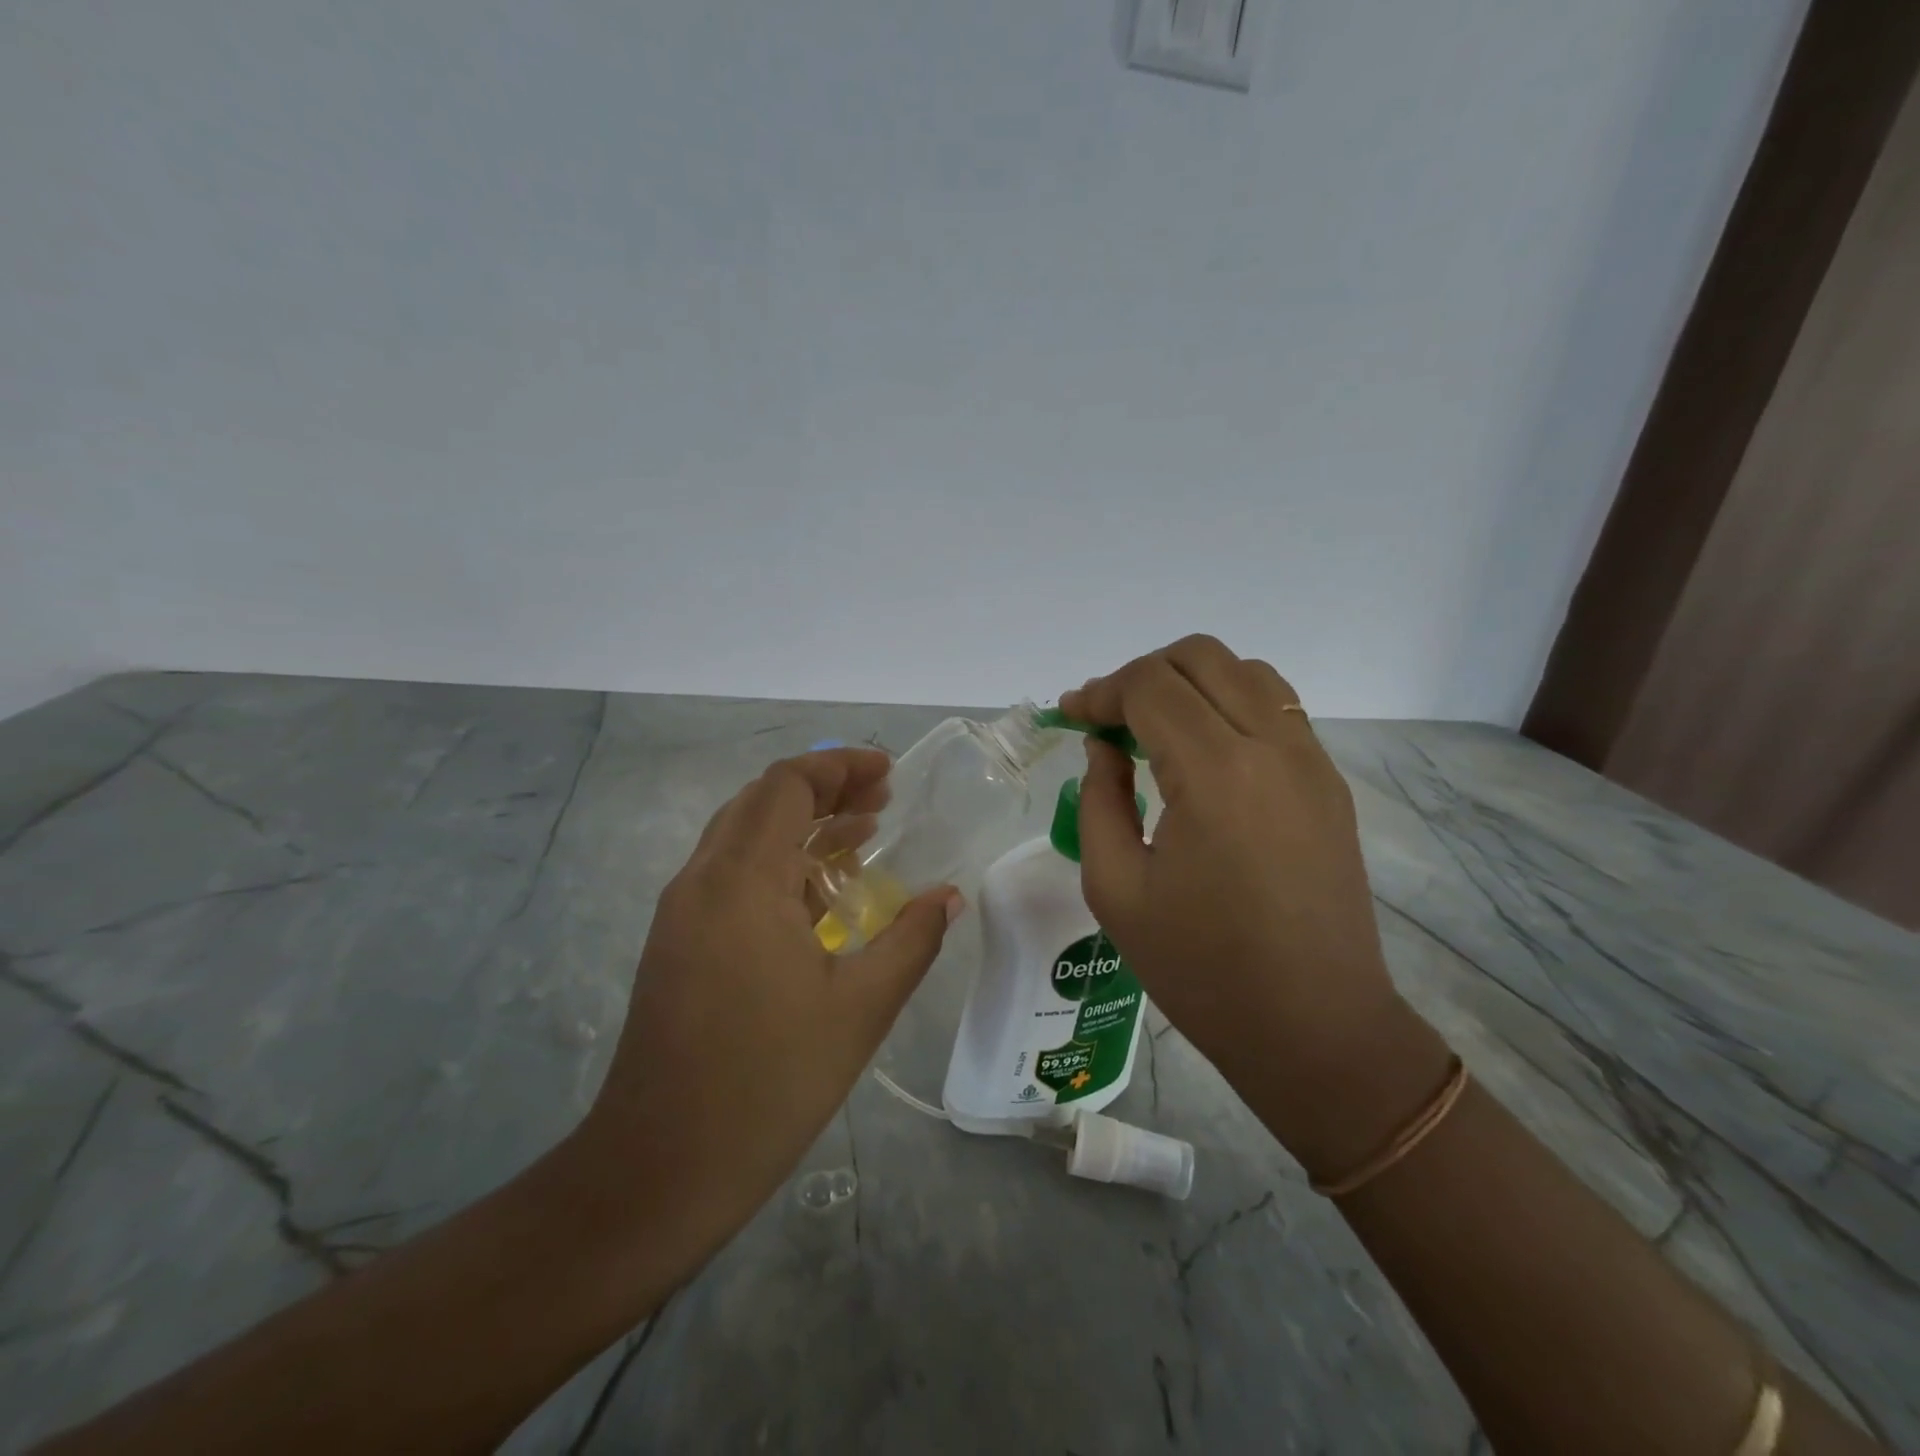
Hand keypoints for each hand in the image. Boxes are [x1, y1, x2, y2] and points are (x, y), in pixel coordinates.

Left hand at [575, 748, 957, 1276]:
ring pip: (743, 836)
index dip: (839, 765)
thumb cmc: (768, 1084)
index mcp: (742, 881)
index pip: (787, 785)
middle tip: (883, 803)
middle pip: (762, 801)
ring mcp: (681, 912)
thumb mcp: (860, 1009)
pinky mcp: (676, 943)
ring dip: (801, 826)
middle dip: (824, 790)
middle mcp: (702, 880)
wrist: (658, 1171)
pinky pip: (731, 875)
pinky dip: (779, 863)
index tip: (889, 773)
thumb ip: (911, 939)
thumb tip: (949, 895)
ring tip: (864, 837)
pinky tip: (820, 895)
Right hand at [1062, 636, 1450, 1177]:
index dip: (1101, 692)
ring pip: (1246, 672)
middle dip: (1141, 675)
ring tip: (1155, 729)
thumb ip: (1099, 800)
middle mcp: (1272, 747)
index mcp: (1215, 774)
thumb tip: (1105, 748)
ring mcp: (1311, 761)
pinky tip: (1202, 753)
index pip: (1150, 686)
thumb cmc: (1202, 970)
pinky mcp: (1330, 783)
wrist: (1315, 1028)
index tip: (1071, 717)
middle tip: (1108, 720)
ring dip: (1190, 682)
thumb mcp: (1116, 889)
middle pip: (1200, 657)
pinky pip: (1276, 709)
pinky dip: (1229, 705)